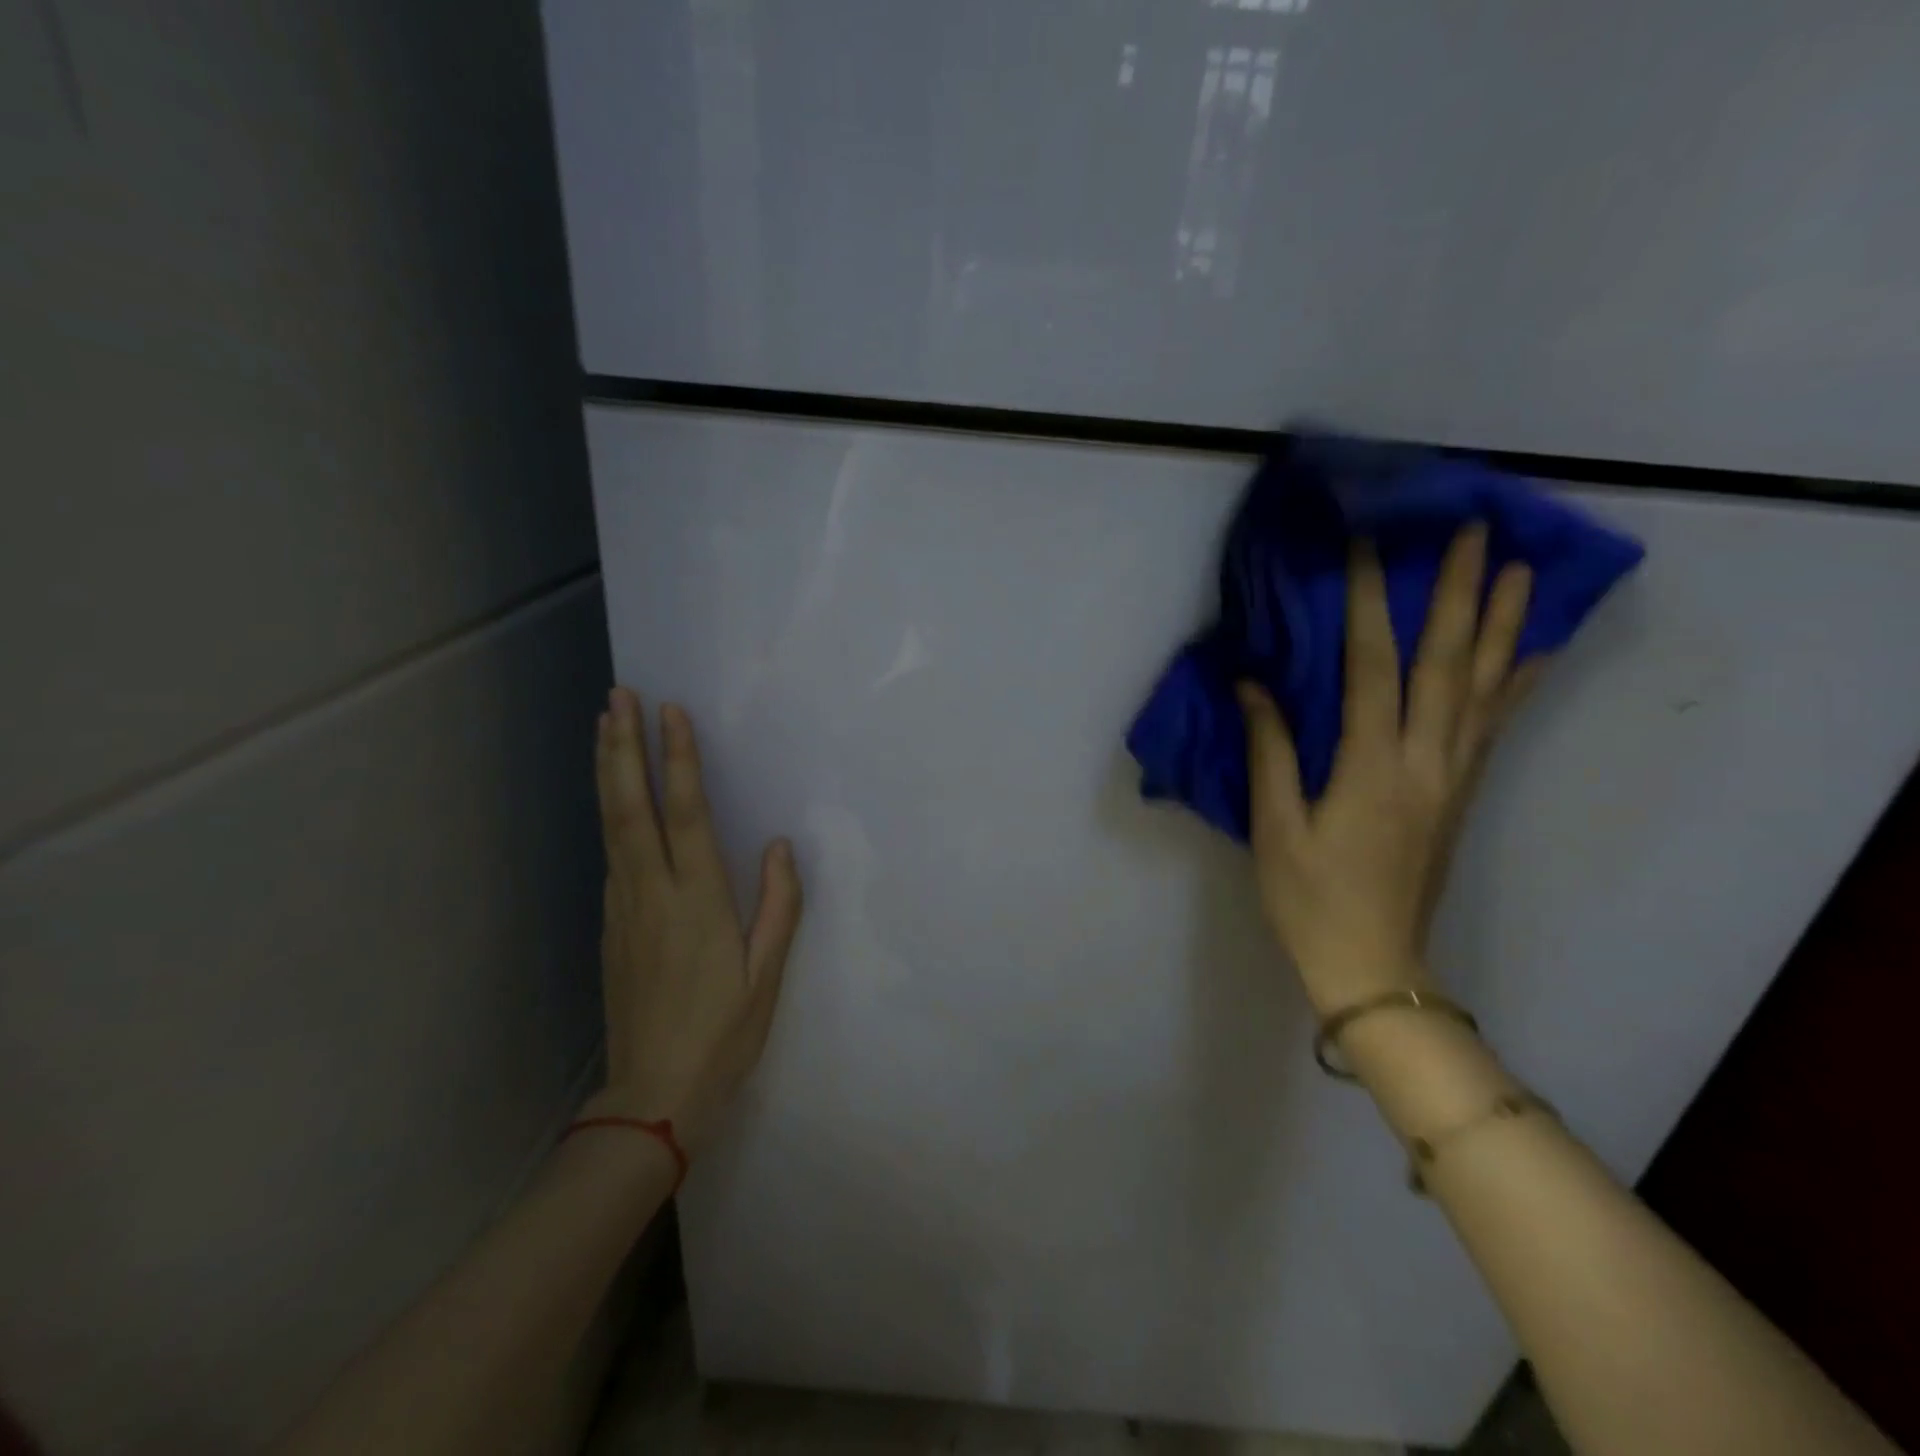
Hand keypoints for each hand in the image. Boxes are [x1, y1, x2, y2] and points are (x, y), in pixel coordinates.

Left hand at [583, 688, 802, 1154]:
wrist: (653, 1094)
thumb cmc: (724, 1034)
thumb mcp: (768, 976)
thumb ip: (779, 905)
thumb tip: (781, 845)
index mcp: (697, 902)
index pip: (685, 815)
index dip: (678, 760)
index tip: (671, 712)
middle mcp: (652, 893)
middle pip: (631, 807)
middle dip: (624, 748)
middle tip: (618, 696)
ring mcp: (623, 908)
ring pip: (611, 825)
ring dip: (609, 771)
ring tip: (605, 725)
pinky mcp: (610, 924)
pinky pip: (610, 852)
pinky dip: (609, 810)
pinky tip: (613, 793)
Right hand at [1236, 525, 1539, 1017]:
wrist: (1373, 964)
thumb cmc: (1310, 897)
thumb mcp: (1275, 827)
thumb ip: (1270, 751)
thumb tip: (1254, 684)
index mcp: (1372, 767)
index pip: (1372, 667)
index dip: (1369, 603)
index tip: (1368, 546)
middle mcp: (1425, 760)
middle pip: (1447, 663)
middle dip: (1458, 592)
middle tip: (1472, 529)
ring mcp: (1453, 776)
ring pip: (1484, 687)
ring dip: (1501, 623)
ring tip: (1517, 567)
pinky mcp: (1461, 793)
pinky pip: (1494, 725)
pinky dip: (1516, 682)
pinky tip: (1531, 651)